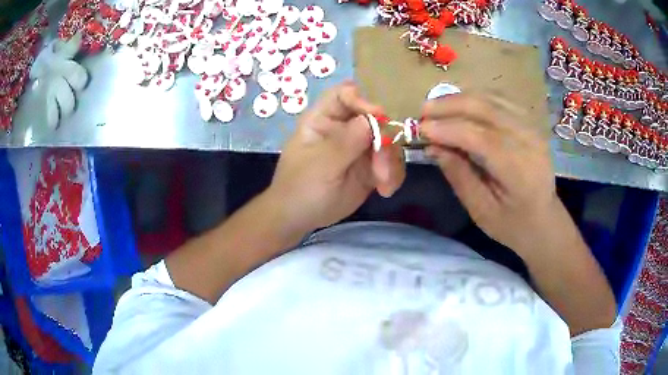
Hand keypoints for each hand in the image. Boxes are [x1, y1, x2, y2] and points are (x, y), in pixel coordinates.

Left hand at [267, 82, 405, 233]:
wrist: (299, 218)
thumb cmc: (300, 188)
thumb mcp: (320, 165)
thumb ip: (346, 142)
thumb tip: (373, 119)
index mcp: (324, 119)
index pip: (345, 94)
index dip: (362, 99)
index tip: (378, 116)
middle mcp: (344, 129)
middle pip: (375, 118)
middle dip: (384, 141)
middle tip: (382, 168)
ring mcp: (359, 148)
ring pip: (388, 141)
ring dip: (391, 162)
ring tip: (384, 184)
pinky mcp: (370, 167)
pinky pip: (390, 163)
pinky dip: (393, 175)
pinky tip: (385, 190)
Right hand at [420, 93, 569, 255]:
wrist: (544, 219)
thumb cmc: (512, 224)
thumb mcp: (481, 211)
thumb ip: (459, 175)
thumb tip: (433, 146)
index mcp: (520, 171)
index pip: (481, 138)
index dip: (449, 129)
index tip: (421, 129)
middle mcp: (529, 141)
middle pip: (487, 109)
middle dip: (450, 105)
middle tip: (423, 111)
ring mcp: (532, 127)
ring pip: (492, 98)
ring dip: (460, 98)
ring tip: (436, 107)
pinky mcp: (530, 122)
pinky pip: (499, 99)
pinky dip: (476, 98)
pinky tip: (459, 104)